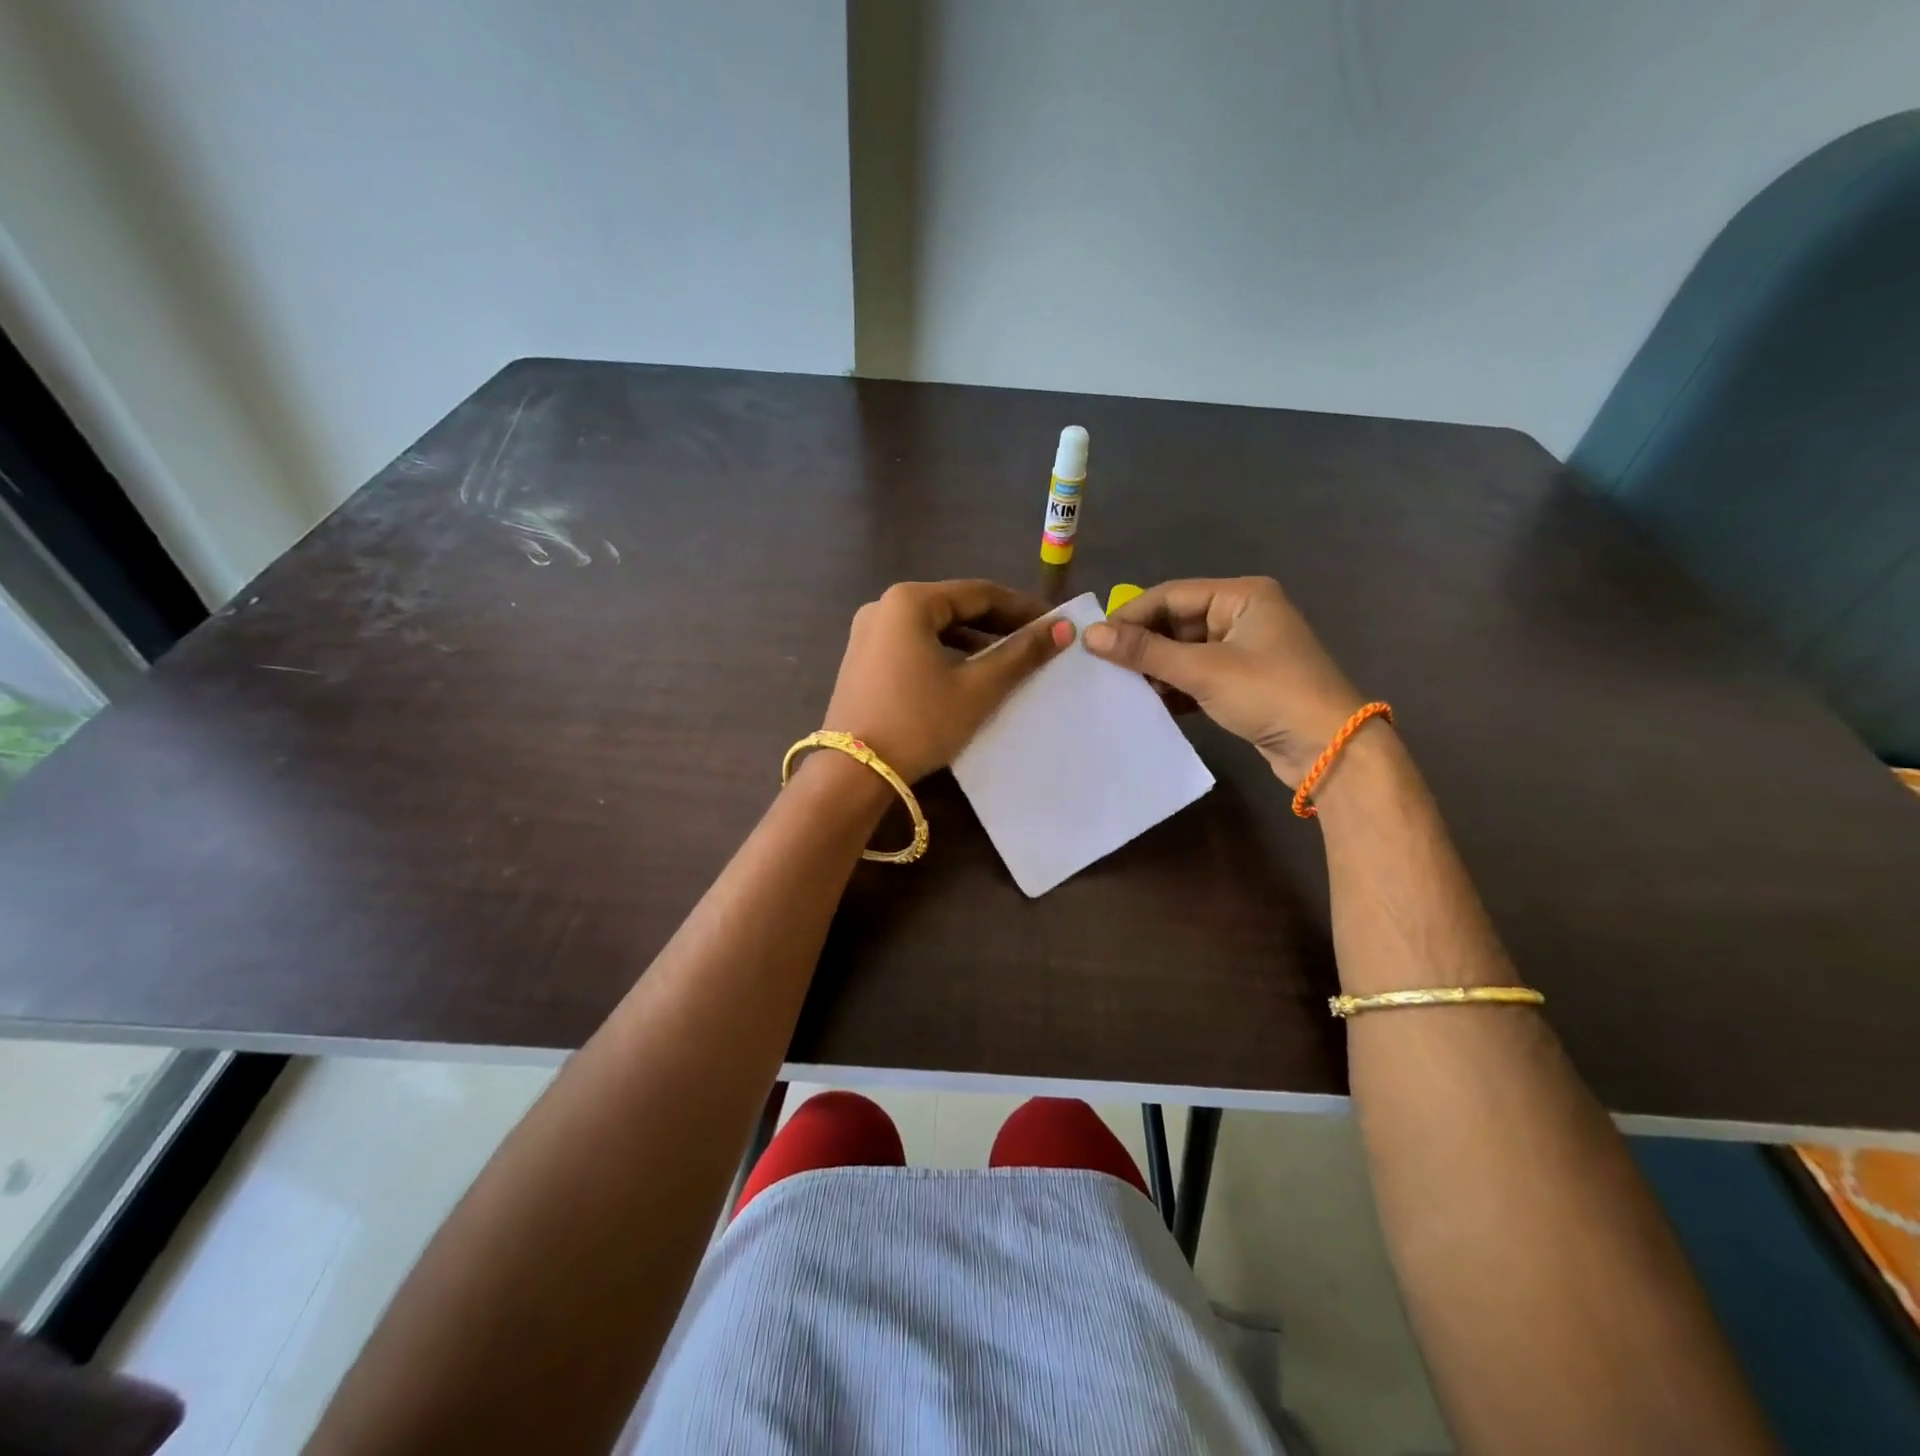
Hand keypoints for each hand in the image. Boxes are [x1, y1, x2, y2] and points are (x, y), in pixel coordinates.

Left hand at [821, 580, 1073, 782]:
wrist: (854, 772)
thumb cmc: (920, 723)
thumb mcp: (977, 689)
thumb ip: (1021, 654)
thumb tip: (1062, 628)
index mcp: (910, 601)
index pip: (979, 593)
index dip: (1022, 608)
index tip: (1054, 624)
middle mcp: (884, 606)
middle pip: (954, 607)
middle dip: (997, 624)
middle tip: (1035, 642)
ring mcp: (867, 633)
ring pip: (933, 627)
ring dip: (972, 640)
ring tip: (1007, 660)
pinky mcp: (861, 659)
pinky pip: (913, 644)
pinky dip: (944, 653)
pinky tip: (965, 674)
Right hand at [1083, 577, 1364, 784]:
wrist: (1328, 750)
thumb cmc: (1269, 694)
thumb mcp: (1203, 670)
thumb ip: (1145, 652)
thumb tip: (1090, 635)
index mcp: (1242, 596)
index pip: (1171, 595)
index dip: (1130, 616)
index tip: (1093, 641)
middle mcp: (1243, 615)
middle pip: (1176, 622)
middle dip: (1142, 645)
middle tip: (1103, 666)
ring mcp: (1244, 650)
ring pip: (1184, 651)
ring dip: (1155, 668)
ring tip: (1120, 686)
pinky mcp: (1243, 682)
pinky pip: (1197, 674)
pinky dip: (1174, 686)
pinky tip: (1148, 702)